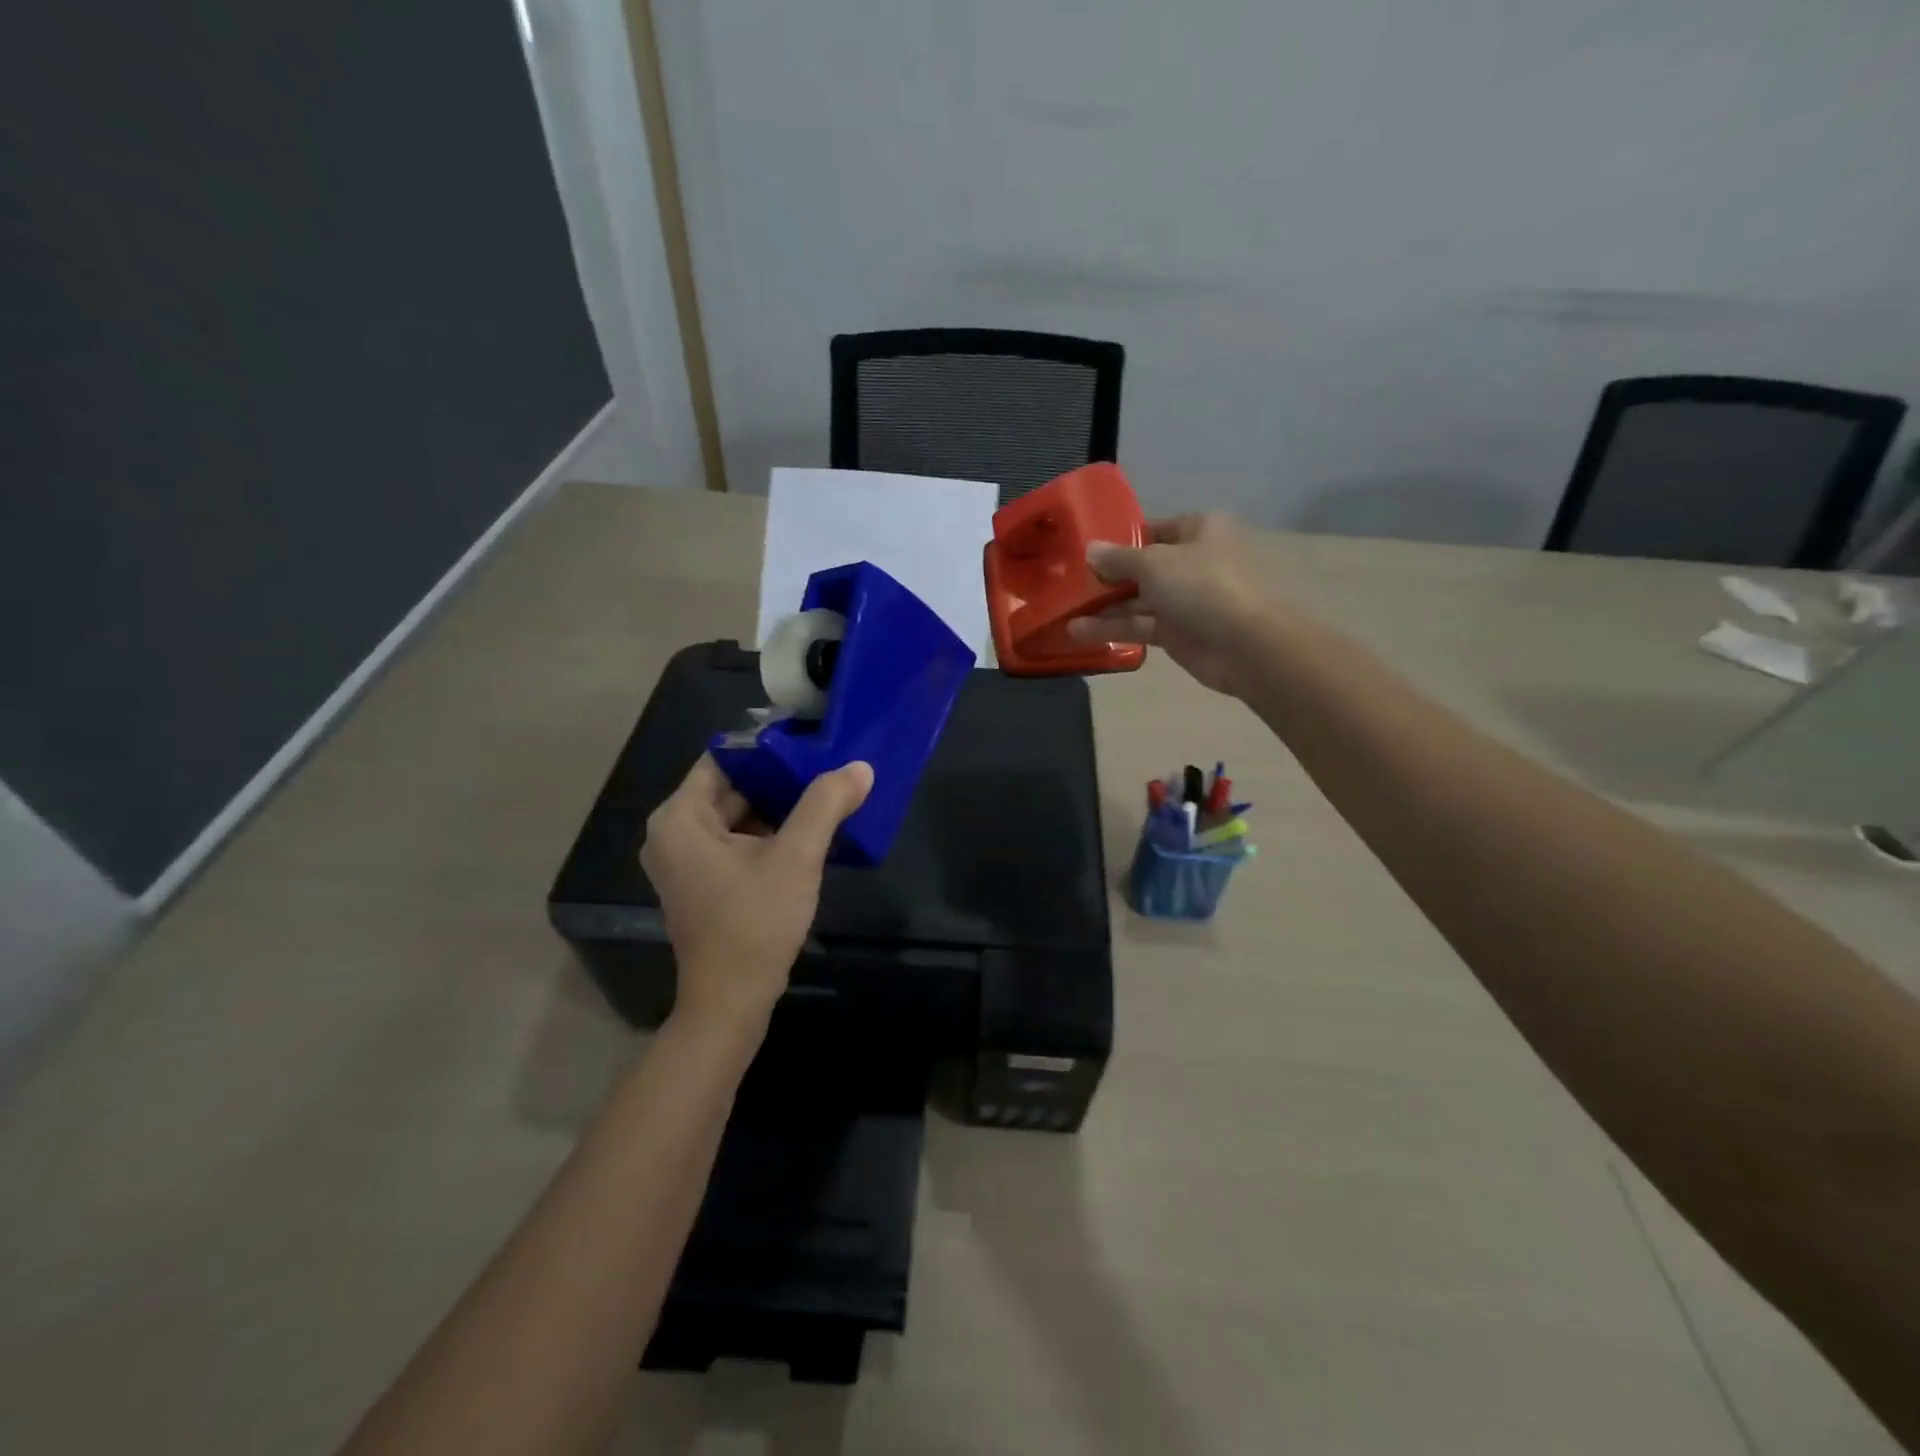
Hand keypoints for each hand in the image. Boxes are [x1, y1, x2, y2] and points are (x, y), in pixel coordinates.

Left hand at [640, 755, 872, 1026]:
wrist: (733, 1001)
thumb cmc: (755, 923)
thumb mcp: (796, 857)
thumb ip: (826, 804)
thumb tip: (861, 767)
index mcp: (680, 818)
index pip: (724, 758)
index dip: (768, 748)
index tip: (811, 743)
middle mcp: (673, 833)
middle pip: (731, 787)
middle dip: (779, 780)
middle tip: (827, 767)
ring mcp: (686, 861)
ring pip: (738, 815)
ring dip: (779, 808)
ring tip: (827, 795)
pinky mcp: (703, 883)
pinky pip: (737, 841)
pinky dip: (769, 835)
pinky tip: (810, 833)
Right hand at [1069, 512, 1270, 696]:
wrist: (1245, 646)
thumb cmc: (1203, 587)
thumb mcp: (1154, 564)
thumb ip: (1118, 558)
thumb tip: (1089, 550)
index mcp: (1199, 531)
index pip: (1154, 529)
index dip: (1122, 538)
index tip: (1086, 549)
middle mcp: (1193, 562)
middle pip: (1143, 566)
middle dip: (1107, 576)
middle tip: (1068, 582)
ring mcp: (1186, 599)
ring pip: (1138, 599)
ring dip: (1103, 606)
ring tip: (1063, 610)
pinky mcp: (1178, 633)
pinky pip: (1140, 625)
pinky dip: (1112, 628)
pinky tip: (1077, 631)